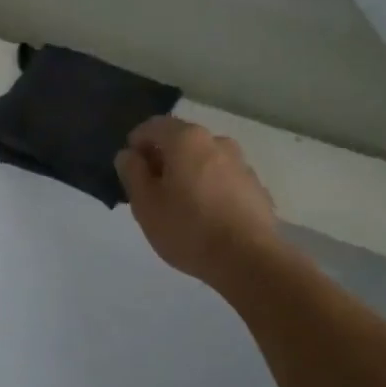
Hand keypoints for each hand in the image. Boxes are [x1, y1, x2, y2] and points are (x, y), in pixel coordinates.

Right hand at [115, 116, 279, 284]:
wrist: (249, 260)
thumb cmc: (188, 228)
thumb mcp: (145, 203)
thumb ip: (132, 172)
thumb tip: (129, 155)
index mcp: (186, 139)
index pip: (153, 126)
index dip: (136, 144)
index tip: (129, 170)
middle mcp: (217, 142)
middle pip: (181, 142)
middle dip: (163, 160)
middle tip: (151, 192)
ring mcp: (241, 164)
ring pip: (204, 161)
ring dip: (187, 175)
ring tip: (179, 207)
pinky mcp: (256, 188)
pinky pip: (223, 180)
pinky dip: (209, 189)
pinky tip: (205, 218)